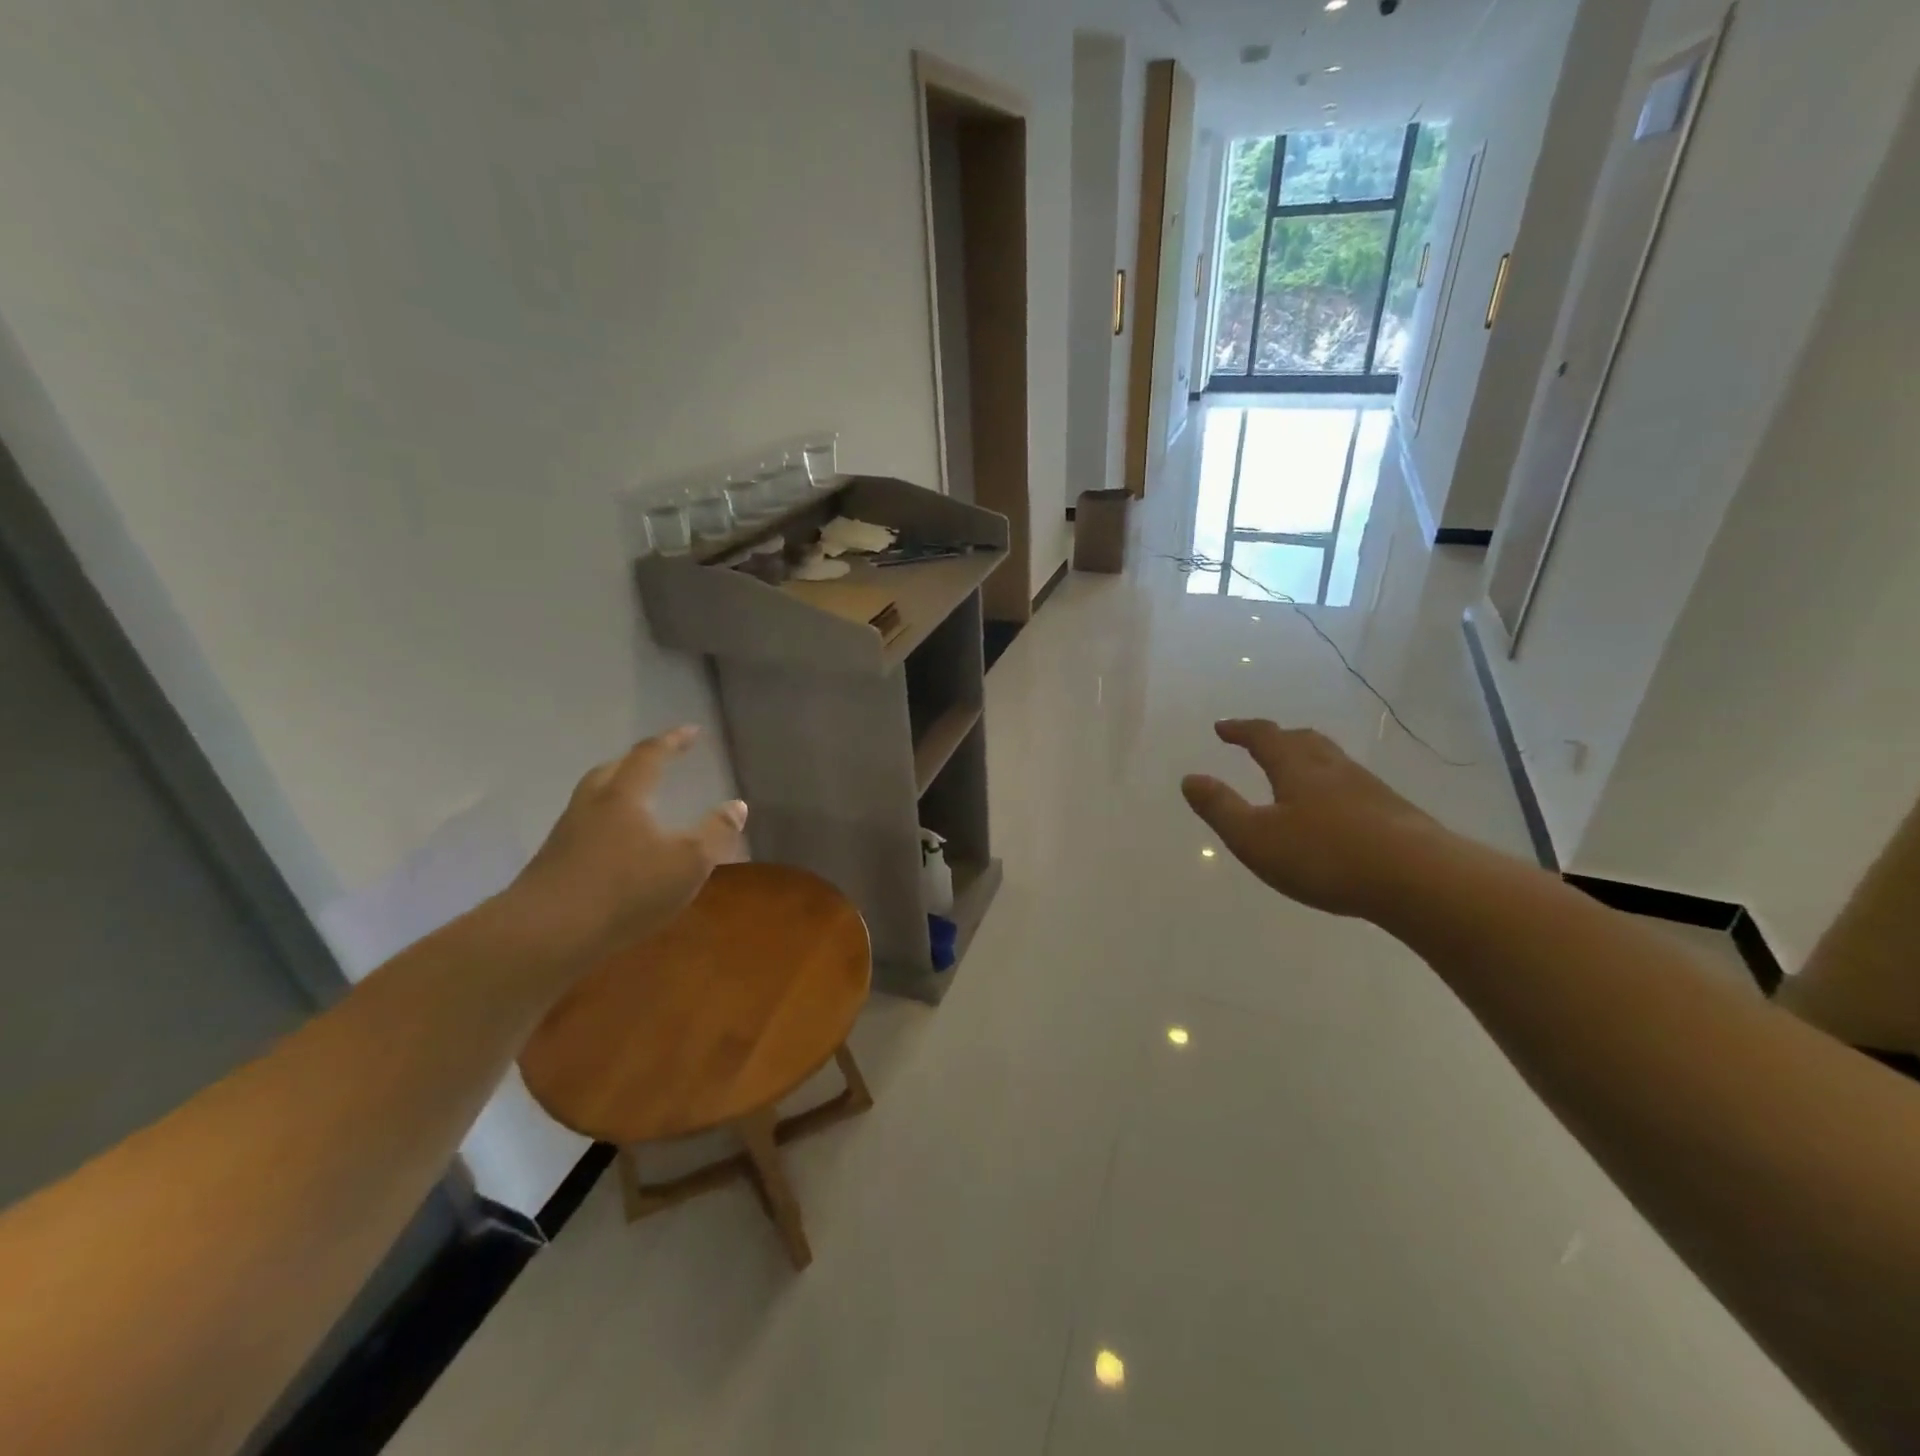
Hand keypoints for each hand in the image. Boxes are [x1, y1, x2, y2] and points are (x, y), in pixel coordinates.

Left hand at [509, 727, 747, 964]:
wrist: (546, 934)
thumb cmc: (625, 890)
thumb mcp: (688, 863)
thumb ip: (715, 833)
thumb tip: (737, 806)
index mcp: (624, 795)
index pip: (650, 756)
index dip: (672, 741)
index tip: (691, 731)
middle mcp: (591, 806)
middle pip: (612, 771)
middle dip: (636, 762)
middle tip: (657, 762)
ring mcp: (566, 835)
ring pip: (593, 800)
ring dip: (617, 793)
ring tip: (638, 805)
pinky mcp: (552, 865)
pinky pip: (584, 830)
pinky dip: (605, 827)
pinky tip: (617, 850)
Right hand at [1182, 719, 1445, 919]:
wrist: (1418, 878)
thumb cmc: (1325, 855)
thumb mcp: (1255, 837)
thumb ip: (1220, 808)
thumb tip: (1190, 778)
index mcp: (1297, 768)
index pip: (1264, 737)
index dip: (1241, 730)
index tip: (1222, 727)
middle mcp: (1333, 768)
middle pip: (1303, 740)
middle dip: (1277, 737)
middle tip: (1260, 741)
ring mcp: (1369, 788)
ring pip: (1332, 761)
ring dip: (1308, 757)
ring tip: (1295, 771)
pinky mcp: (1393, 813)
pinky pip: (1352, 785)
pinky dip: (1332, 785)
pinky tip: (1336, 809)